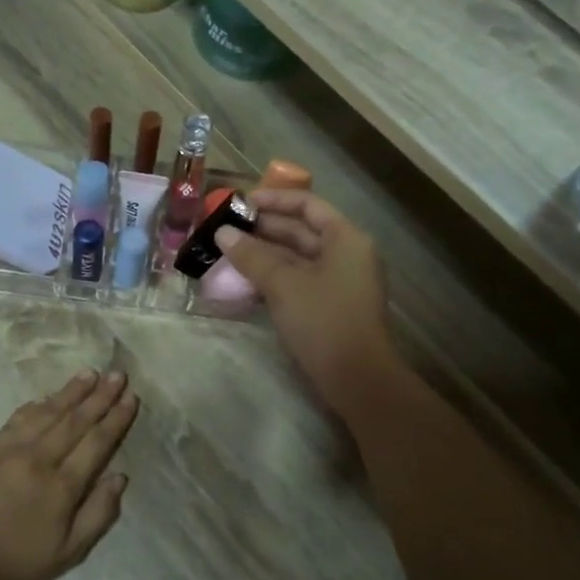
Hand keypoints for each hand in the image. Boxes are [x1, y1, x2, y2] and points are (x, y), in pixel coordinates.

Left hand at [0, 370, 138, 579]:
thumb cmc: (15, 565)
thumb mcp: (67, 554)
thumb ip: (98, 514)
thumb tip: (119, 477)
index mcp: (62, 486)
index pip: (97, 442)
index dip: (116, 418)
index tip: (132, 397)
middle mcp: (38, 459)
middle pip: (75, 420)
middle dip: (100, 396)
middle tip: (118, 374)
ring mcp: (9, 451)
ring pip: (47, 413)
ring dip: (71, 392)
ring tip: (90, 373)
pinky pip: (18, 419)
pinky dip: (37, 405)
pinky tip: (47, 396)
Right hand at [214, 190, 396, 410]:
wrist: (357, 379)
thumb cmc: (323, 321)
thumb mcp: (283, 284)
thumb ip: (252, 256)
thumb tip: (222, 233)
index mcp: (345, 238)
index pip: (307, 204)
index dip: (272, 200)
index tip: (239, 204)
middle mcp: (347, 253)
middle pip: (302, 230)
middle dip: (263, 229)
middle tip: (226, 230)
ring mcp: (341, 281)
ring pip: (298, 258)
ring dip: (265, 255)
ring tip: (229, 254)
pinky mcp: (332, 306)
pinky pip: (300, 280)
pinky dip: (275, 277)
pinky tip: (246, 283)